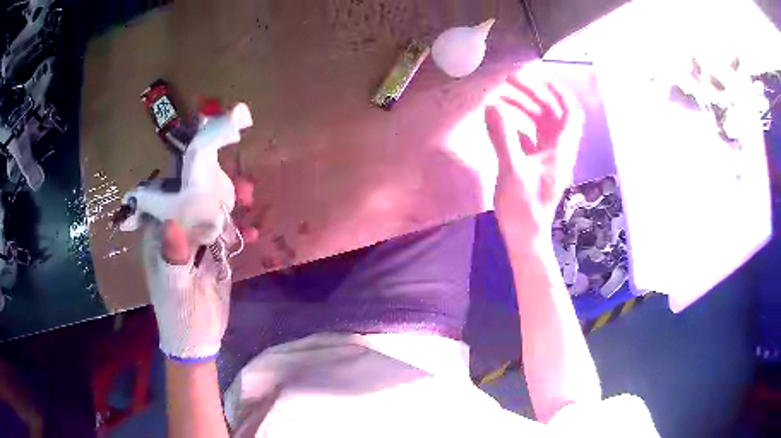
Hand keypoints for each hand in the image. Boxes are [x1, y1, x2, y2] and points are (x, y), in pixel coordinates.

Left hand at [142, 177, 257, 361]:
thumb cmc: (178, 314)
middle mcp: (177, 236)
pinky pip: (226, 238)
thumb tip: (173, 224)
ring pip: (212, 218)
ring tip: (250, 195)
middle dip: (214, 191)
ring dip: (230, 208)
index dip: (184, 182)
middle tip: (237, 182)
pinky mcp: (213, 257)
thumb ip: (174, 257)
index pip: (168, 200)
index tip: (204, 167)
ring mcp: (197, 245)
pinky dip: (239, 233)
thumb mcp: (174, 288)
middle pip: (194, 204)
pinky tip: (253, 233)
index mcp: (160, 238)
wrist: (198, 340)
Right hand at [485, 71, 583, 240]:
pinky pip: (532, 136)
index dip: (558, 91)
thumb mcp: (512, 171)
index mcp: (560, 149)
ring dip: (525, 108)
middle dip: (534, 94)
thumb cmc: (523, 209)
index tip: (538, 75)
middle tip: (510, 82)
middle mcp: (558, 150)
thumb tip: (492, 107)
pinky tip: (502, 120)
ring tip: (501, 97)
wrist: (526, 237)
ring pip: (542, 123)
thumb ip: (503, 137)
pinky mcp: (537, 165)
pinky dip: (520, 124)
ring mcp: (548, 158)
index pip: (570, 112)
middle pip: (553, 113)